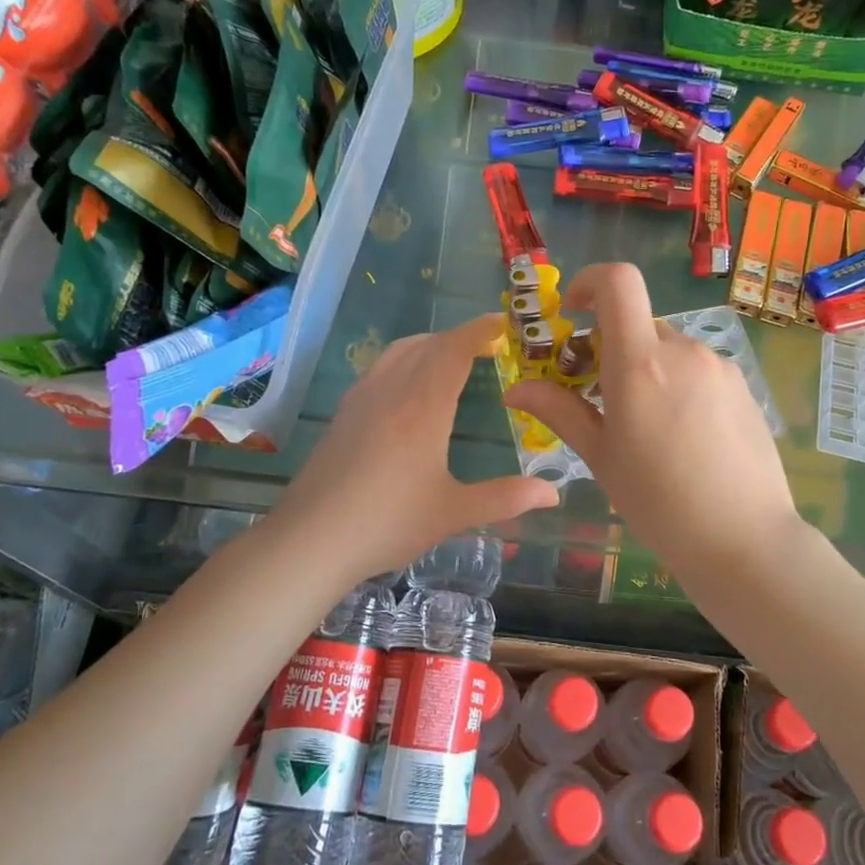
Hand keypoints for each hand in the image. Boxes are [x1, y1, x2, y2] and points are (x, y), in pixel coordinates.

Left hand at [270, 314, 559, 580]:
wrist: (310, 540)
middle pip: (427, 344)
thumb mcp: (453, 513)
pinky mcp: (342, 415)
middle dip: (458, 337)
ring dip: (428, 345)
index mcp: (424, 406)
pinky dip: (403, 360)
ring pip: (398, 352)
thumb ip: (505, 498)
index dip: (479, 331)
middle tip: (485, 345)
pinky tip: (406, 389)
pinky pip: (379, 369)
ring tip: (449, 358)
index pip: (454, 350)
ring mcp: (361, 400)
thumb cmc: (388, 523)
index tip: (500, 323)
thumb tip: (554, 493)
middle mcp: (391, 391)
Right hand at [505, 263, 803, 581]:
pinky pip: (697, 368)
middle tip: (599, 395)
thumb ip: (559, 411)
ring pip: (667, 348)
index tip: (573, 314)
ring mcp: (718, 366)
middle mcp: (683, 350)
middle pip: (637, 322)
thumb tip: (515, 388)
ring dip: (645, 368)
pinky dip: (676, 383)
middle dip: (610, 345)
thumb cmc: (658, 502)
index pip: (618, 281)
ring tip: (645, 426)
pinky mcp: (742, 386)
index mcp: (640, 362)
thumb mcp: (600, 456)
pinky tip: (682, 435)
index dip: (589, 282)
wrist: (744, 540)